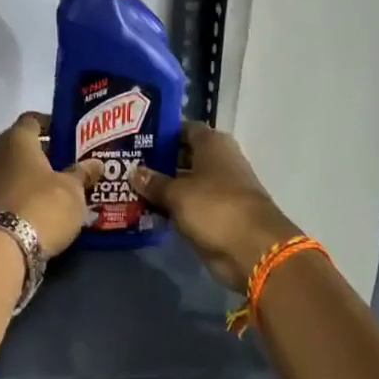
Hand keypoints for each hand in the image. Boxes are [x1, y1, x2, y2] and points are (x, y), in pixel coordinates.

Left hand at [0, 113, 103, 255]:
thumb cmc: (43, 205)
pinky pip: (6, 190)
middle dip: (43, 153)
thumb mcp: (72, 190)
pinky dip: (22, 193)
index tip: (68, 135)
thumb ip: (82, 173)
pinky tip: (41, 206)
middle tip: (68, 163)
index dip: (50, 124)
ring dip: (31, 176)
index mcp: (16, 140)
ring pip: (12, 169)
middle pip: (21, 146)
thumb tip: (95, 163)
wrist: (5, 248)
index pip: (32, 120)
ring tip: (58, 188)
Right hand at [132, 122, 298, 291]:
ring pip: (185, 182)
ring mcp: (220, 189)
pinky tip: (147, 209)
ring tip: (129, 187)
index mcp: (213, 144)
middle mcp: (218, 161)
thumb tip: (134, 171)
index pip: (184, 128)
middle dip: (158, 161)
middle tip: (126, 164)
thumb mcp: (177, 193)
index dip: (162, 132)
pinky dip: (173, 207)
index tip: (136, 138)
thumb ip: (154, 182)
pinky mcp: (218, 215)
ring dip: (163, 187)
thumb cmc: (214, 207)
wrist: (252, 249)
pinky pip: (189, 205)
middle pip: (183, 155)